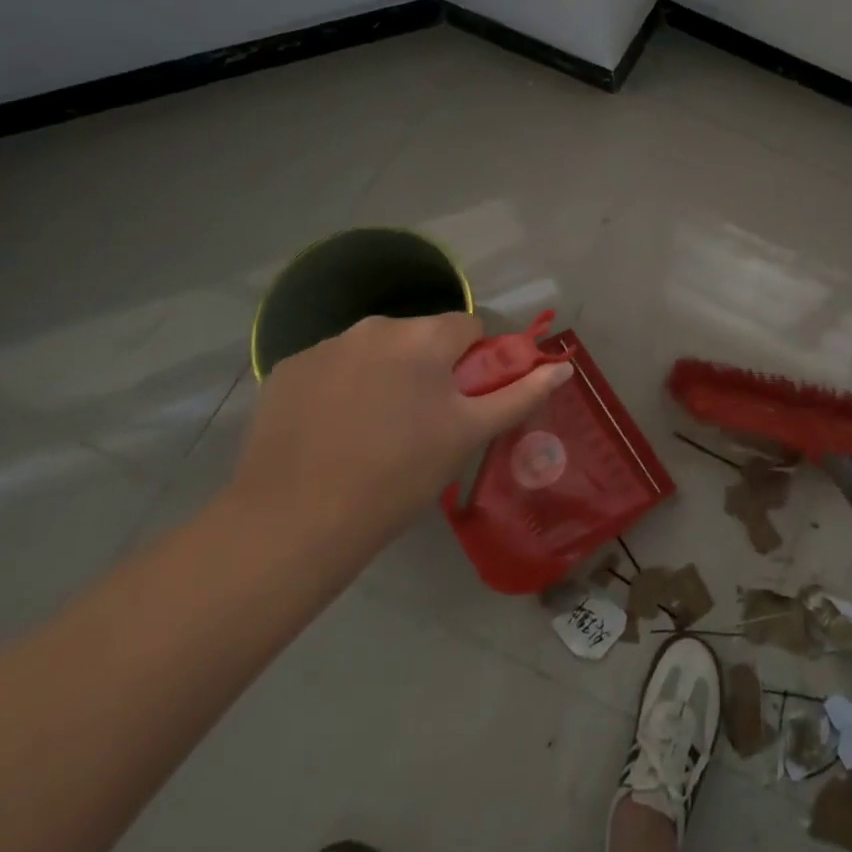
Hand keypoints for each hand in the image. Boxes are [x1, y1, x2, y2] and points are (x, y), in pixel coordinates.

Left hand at [228, 313, 573, 562]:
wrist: (291, 525)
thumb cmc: (398, 476)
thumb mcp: (468, 436)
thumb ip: (519, 394)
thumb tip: (565, 367)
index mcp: (424, 337)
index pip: (468, 328)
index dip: (473, 364)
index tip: (462, 404)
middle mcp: (375, 326)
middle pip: (419, 337)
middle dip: (427, 368)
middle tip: (419, 425)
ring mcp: (325, 345)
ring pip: (374, 351)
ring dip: (383, 375)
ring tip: (371, 433)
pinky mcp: (286, 371)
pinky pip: (331, 368)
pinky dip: (340, 388)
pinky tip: (330, 433)